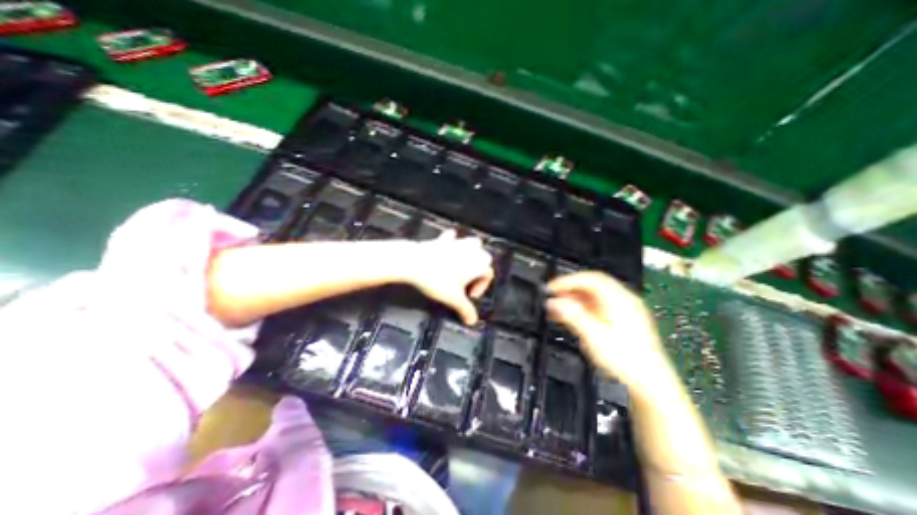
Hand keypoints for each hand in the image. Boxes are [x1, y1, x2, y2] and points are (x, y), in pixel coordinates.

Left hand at [409, 230, 494, 322]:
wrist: (414, 262)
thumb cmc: (437, 279)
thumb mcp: (453, 299)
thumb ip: (465, 310)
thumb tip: (472, 320)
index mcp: (478, 264)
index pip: (488, 274)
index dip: (482, 287)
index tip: (469, 296)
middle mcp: (471, 251)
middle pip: (484, 256)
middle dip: (480, 268)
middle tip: (468, 280)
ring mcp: (456, 243)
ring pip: (472, 243)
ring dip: (471, 252)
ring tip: (463, 263)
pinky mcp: (442, 240)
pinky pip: (451, 237)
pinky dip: (451, 241)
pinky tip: (447, 246)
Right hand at [547, 273, 674, 394]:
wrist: (651, 385)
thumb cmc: (627, 362)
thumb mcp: (595, 338)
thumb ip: (573, 316)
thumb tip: (553, 302)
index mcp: (621, 300)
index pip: (590, 279)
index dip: (568, 281)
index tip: (551, 288)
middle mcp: (624, 301)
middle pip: (592, 285)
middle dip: (569, 289)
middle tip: (552, 297)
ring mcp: (624, 310)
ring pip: (594, 295)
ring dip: (574, 298)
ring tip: (557, 307)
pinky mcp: (621, 319)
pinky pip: (598, 305)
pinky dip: (582, 307)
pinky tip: (571, 316)